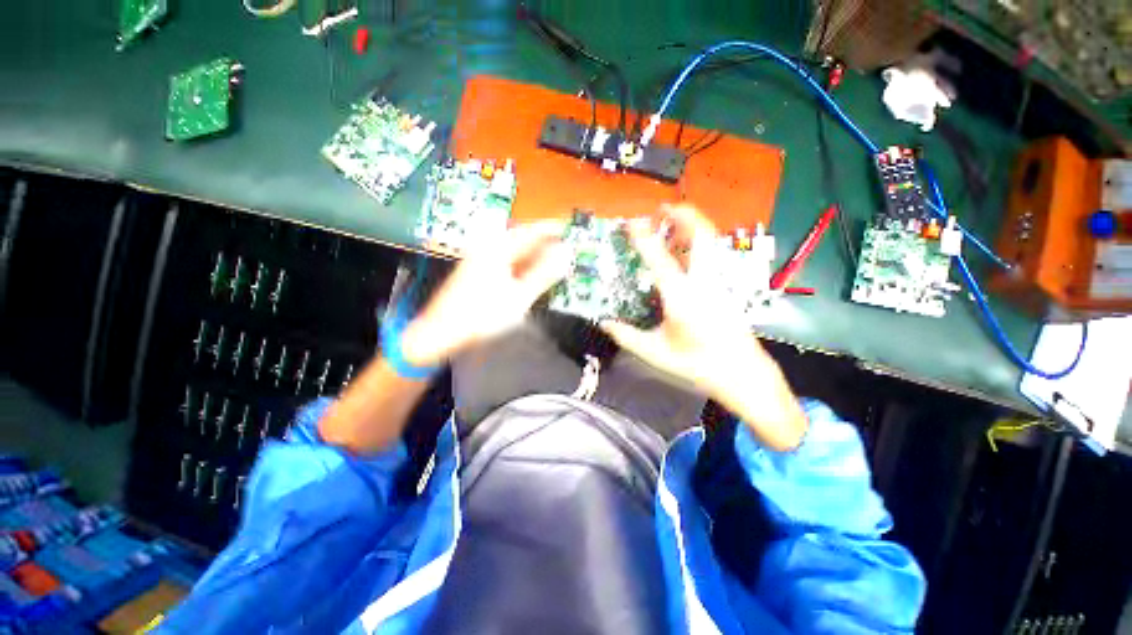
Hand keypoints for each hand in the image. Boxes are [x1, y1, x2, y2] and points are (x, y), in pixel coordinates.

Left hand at [400, 221, 570, 367]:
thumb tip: (564, 254)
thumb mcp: (519, 295)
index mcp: (496, 250)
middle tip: (560, 248)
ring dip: (531, 257)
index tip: (564, 227)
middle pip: (519, 241)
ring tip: (549, 262)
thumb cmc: (481, 315)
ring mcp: (480, 262)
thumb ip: (543, 274)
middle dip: (541, 244)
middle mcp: (487, 251)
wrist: (441, 332)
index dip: (548, 229)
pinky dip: (519, 267)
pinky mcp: (477, 275)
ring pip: (512, 253)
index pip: (528, 231)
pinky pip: (504, 264)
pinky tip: (527, 276)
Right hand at [600, 205, 807, 450]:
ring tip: (672, 220)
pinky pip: (712, 253)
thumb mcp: (656, 353)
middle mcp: (704, 282)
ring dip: (692, 224)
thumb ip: (627, 336)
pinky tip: (684, 247)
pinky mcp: (725, 285)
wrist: (742, 373)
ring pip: (711, 241)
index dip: (644, 238)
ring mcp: (719, 282)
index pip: (661, 260)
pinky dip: (697, 240)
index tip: (631, 223)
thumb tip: (604, 322)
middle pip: (701, 236)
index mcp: (683, 298)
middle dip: (683, 215)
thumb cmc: (697, 364)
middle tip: (662, 208)